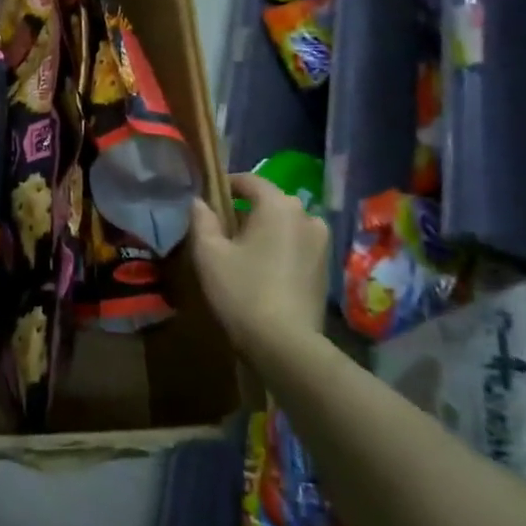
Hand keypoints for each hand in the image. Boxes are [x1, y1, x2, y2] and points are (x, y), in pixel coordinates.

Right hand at [190, 175, 330, 363]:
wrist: (285, 344)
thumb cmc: (242, 291)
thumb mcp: (209, 253)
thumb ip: (202, 220)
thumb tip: (200, 201)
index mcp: (279, 205)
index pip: (249, 181)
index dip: (225, 186)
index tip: (206, 199)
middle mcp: (307, 216)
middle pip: (269, 202)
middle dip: (245, 211)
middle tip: (220, 230)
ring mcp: (321, 243)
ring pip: (284, 225)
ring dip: (264, 231)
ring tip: (241, 253)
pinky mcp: (326, 268)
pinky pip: (296, 245)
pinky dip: (279, 249)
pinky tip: (262, 271)